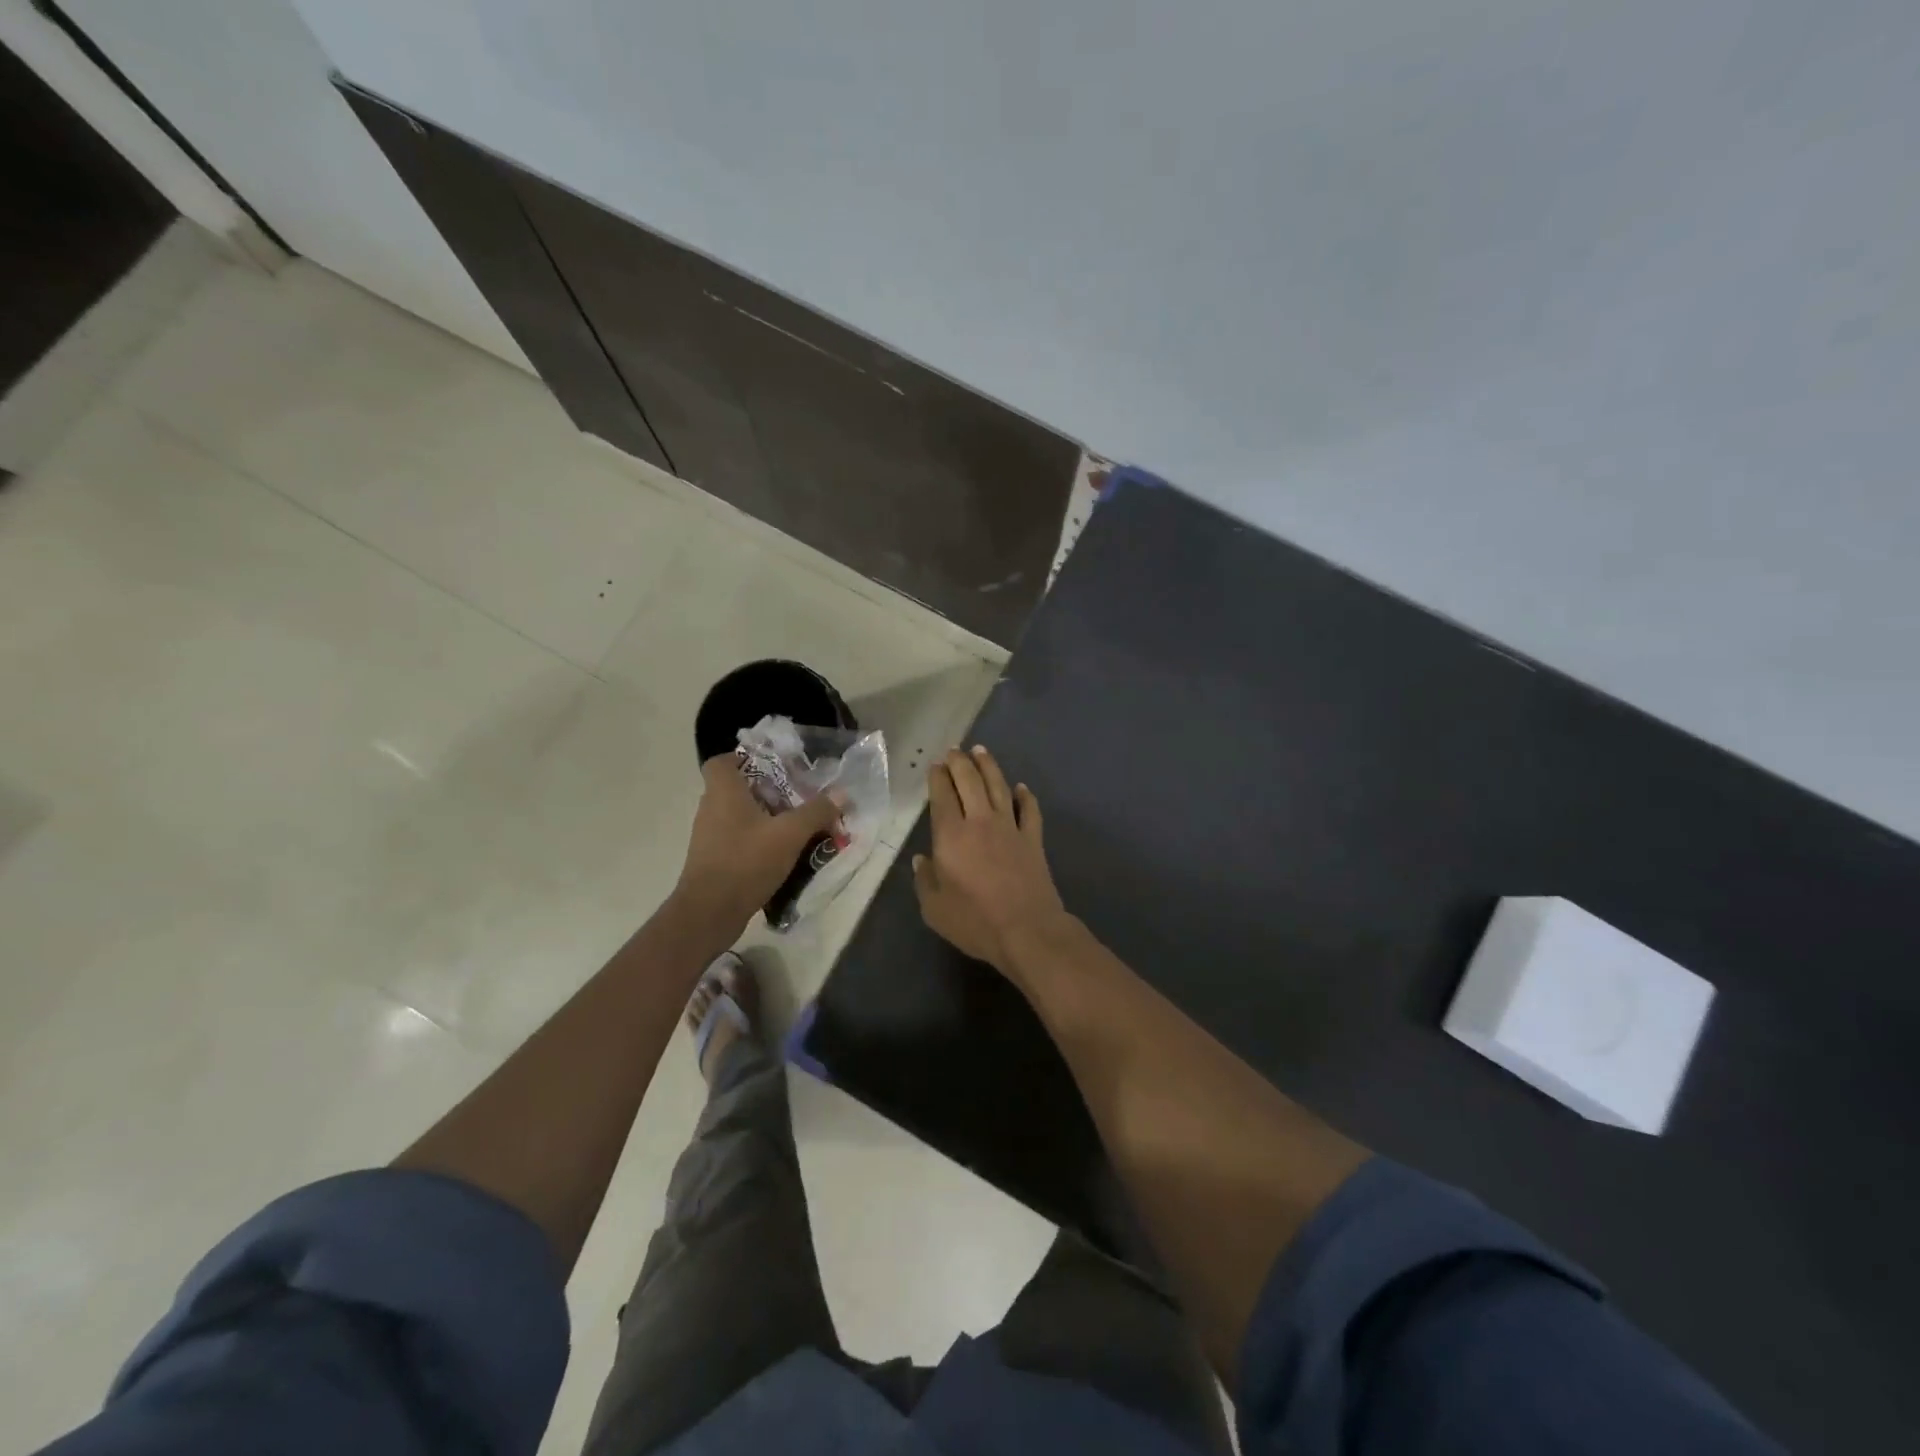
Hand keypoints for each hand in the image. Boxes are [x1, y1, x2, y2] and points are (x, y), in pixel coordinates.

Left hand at [673, 755, 841, 939]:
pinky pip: (738, 839)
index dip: (745, 758)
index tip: (774, 767)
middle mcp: (711, 809)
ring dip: (766, 818)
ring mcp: (709, 836)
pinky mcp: (713, 860)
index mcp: (723, 792)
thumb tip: (841, 793)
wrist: (709, 913)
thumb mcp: (790, 834)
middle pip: (737, 788)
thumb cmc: (746, 862)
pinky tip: (783, 854)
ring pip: (740, 816)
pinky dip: (758, 841)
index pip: (722, 761)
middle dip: (767, 791)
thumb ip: (816, 811)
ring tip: (796, 826)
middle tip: (798, 797)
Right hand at [913, 745, 1067, 974]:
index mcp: (951, 836)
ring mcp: (1010, 828)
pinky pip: (1030, 810)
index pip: (942, 796)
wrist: (1027, 930)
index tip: (936, 765)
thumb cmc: (975, 922)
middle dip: (960, 762)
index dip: (938, 778)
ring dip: (989, 767)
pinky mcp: (1033, 839)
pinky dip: (1025, 796)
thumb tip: (921, 860)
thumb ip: (925, 881)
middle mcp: (980, 822)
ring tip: (981, 751)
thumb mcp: (935, 909)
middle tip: (954, 750)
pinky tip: (1021, 787)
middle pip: (970, 782)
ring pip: (999, 787)